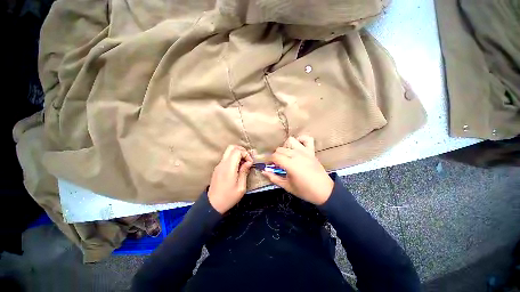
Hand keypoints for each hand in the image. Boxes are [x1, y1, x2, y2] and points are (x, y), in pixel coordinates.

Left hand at [208, 145, 253, 213]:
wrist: (212, 205)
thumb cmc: (229, 197)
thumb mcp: (241, 187)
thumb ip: (244, 172)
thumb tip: (248, 162)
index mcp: (229, 167)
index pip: (237, 151)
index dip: (246, 154)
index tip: (250, 163)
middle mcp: (222, 163)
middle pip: (231, 147)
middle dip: (241, 150)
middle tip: (247, 159)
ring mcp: (219, 165)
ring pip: (228, 152)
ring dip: (237, 154)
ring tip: (243, 164)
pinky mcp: (217, 168)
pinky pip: (226, 158)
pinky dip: (233, 158)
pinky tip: (237, 167)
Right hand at [262, 136, 333, 204]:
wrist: (324, 192)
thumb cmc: (305, 191)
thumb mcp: (287, 186)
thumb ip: (274, 178)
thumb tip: (264, 171)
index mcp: (290, 165)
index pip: (275, 156)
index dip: (268, 160)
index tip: (267, 165)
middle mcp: (297, 155)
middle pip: (280, 149)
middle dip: (275, 156)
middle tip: (277, 165)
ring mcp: (305, 151)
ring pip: (290, 141)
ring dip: (286, 147)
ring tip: (286, 156)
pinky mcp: (311, 151)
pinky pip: (306, 139)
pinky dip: (301, 140)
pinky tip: (297, 147)